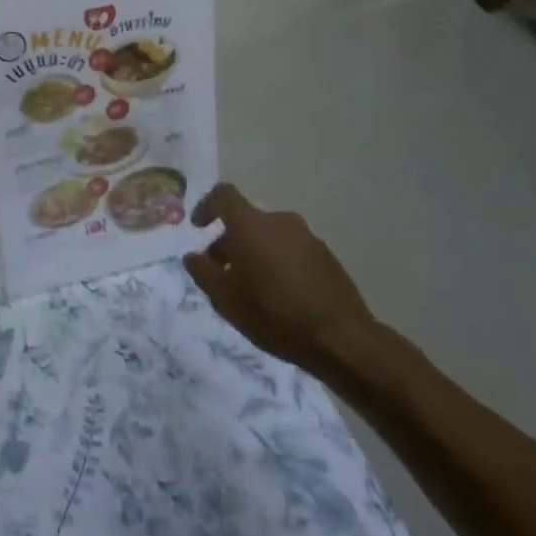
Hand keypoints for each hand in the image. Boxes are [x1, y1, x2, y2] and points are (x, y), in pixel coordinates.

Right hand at [184, 183, 378, 377]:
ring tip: (252, 288)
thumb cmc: (275, 314)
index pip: (224, 195)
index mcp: (252, 225)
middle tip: (222, 271)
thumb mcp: (226, 300)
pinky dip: (279, 263)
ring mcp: (307, 238)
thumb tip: (193, 256)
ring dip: (255, 253)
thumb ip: (203, 273)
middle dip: (230, 241)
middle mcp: (280, 221)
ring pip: (270, 237)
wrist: (342, 339)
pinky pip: (292, 251)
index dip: (207, 206)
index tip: (198, 227)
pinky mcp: (327, 257)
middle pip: (247, 221)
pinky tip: (281, 296)